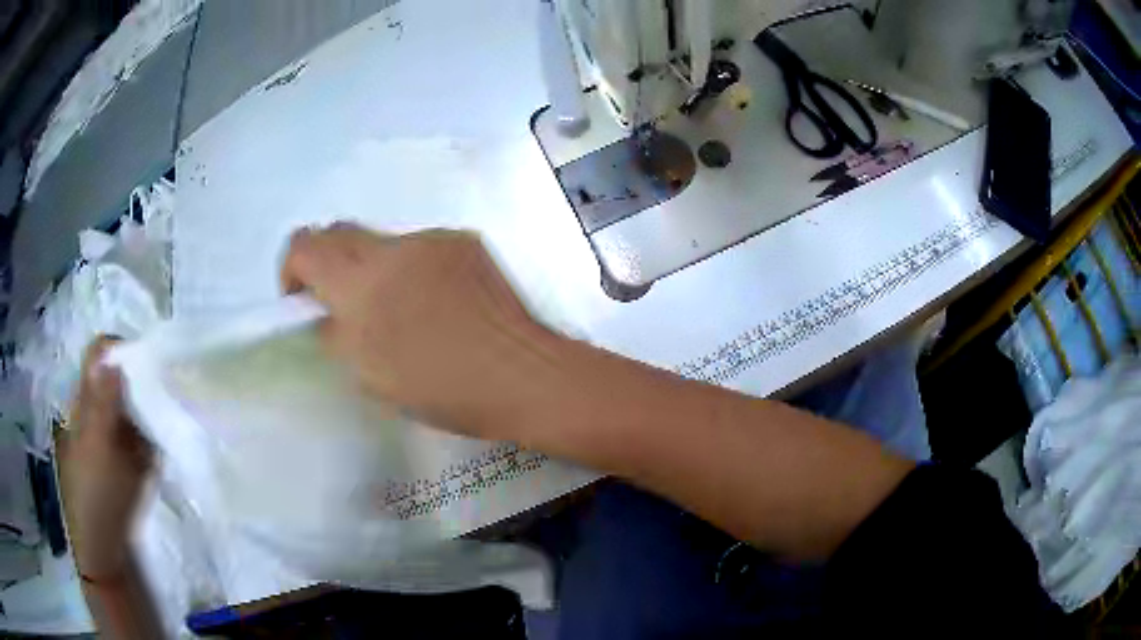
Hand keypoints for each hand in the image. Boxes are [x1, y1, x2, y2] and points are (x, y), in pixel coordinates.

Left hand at [61, 337, 152, 580]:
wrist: (107, 543)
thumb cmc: (97, 491)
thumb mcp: (98, 445)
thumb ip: (104, 401)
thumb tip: (116, 359)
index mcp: (86, 399)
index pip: (100, 356)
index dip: (119, 349)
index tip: (146, 359)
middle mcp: (100, 408)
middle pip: (119, 376)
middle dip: (140, 375)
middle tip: (164, 384)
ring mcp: (116, 434)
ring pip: (134, 404)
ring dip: (150, 403)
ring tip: (171, 409)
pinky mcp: (131, 457)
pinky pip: (145, 432)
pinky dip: (156, 430)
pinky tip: (169, 437)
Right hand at [281, 224, 552, 439]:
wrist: (521, 374)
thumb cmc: (441, 387)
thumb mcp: (369, 374)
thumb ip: (335, 333)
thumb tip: (326, 313)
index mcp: (361, 282)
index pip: (304, 245)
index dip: (292, 269)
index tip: (303, 301)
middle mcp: (393, 246)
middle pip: (339, 232)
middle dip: (328, 264)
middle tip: (342, 304)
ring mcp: (433, 239)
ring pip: (383, 242)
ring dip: (375, 269)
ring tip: (401, 310)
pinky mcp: (465, 241)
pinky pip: (422, 248)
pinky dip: (413, 269)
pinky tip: (439, 303)